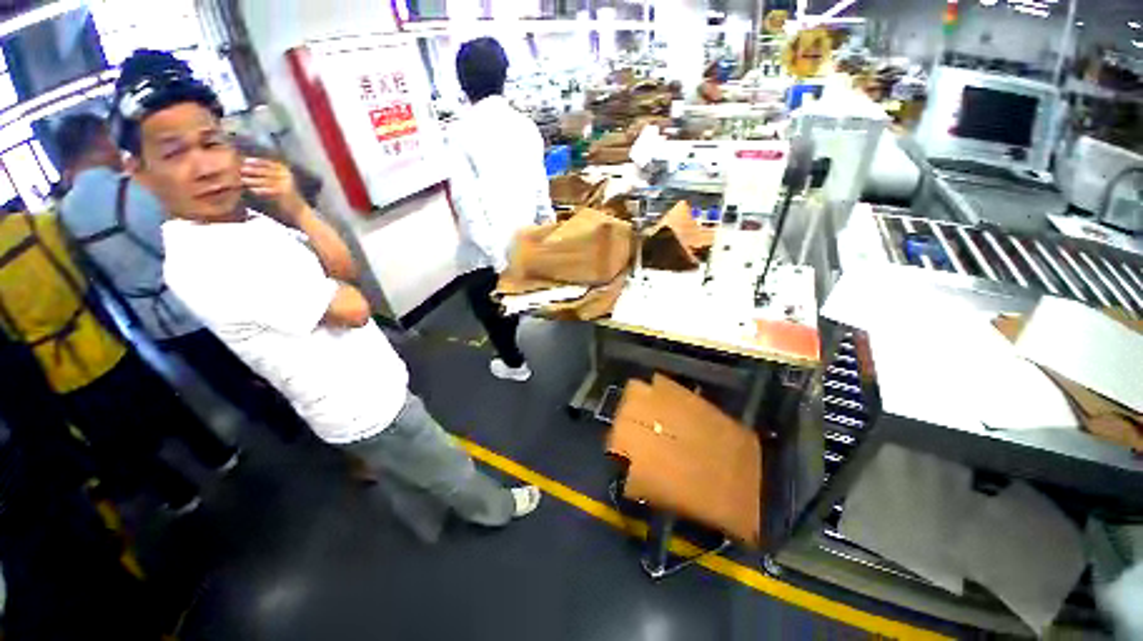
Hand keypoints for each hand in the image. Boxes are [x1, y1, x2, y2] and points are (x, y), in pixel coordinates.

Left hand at [241, 158, 308, 225]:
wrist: (299, 211)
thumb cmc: (285, 197)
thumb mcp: (280, 182)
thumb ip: (268, 175)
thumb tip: (249, 168)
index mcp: (286, 171)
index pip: (270, 163)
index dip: (257, 161)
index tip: (246, 161)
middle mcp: (287, 176)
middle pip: (267, 170)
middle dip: (253, 169)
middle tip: (241, 170)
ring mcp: (286, 184)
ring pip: (266, 180)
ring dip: (253, 180)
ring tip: (243, 180)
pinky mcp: (283, 192)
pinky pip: (268, 190)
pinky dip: (259, 190)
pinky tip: (252, 190)